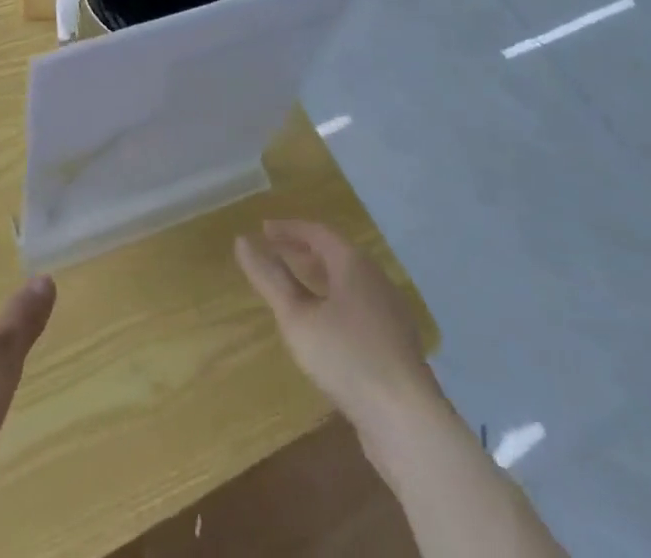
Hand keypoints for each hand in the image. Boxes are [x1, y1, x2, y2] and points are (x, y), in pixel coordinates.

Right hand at [234, 220, 434, 449]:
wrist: (408, 423)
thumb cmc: (347, 358)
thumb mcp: (297, 318)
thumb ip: (270, 279)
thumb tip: (242, 241)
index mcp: (354, 264)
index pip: (317, 232)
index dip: (289, 229)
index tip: (264, 230)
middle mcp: (376, 280)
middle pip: (336, 253)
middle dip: (304, 250)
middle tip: (276, 252)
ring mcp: (391, 313)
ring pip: (350, 281)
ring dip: (321, 277)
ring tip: (297, 287)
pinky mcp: (397, 344)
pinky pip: (360, 306)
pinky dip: (336, 301)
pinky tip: (326, 326)